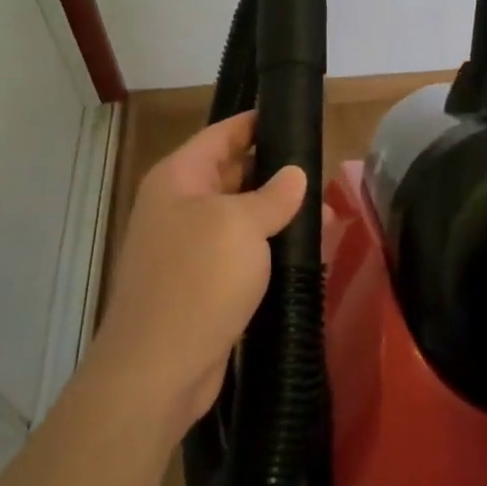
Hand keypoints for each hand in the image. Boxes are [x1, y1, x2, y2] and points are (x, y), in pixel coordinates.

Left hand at [90, 111, 308, 434]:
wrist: (159, 369)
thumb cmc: (198, 280)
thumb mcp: (241, 225)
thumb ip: (273, 195)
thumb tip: (295, 175)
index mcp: (179, 178)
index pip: (222, 134)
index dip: (257, 122)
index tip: (294, 116)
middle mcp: (180, 207)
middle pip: (233, 175)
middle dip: (276, 173)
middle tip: (323, 171)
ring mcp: (189, 248)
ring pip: (242, 218)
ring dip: (279, 217)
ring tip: (328, 215)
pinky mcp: (203, 285)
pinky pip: (242, 255)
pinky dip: (270, 252)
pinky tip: (307, 255)